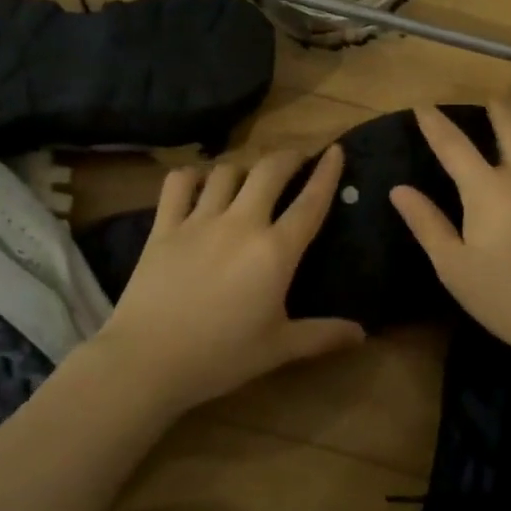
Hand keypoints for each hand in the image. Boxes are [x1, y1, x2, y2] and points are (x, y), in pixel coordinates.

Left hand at [89, 145, 364, 414]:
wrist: (148, 360)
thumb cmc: (220, 357)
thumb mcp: (278, 349)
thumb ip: (322, 335)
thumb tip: (362, 332)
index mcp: (275, 252)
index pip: (310, 202)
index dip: (326, 172)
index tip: (335, 150)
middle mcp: (241, 224)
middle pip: (269, 170)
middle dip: (288, 157)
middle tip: (296, 160)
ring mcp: (199, 221)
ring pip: (226, 171)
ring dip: (243, 167)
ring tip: (249, 176)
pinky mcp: (164, 226)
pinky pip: (179, 183)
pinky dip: (192, 175)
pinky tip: (198, 183)